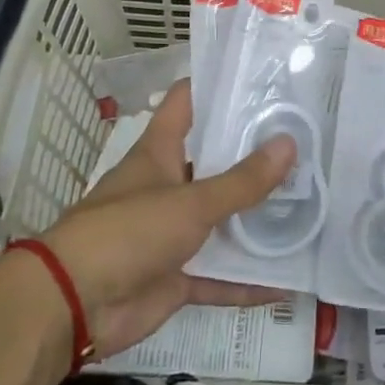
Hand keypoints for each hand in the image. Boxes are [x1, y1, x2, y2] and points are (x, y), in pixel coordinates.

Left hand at [41, 81, 293, 357]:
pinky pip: (219, 276)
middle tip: (306, 144)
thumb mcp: (191, 202)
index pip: (186, 104)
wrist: (75, 304)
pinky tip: (288, 281)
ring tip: (309, 207)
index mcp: (159, 154)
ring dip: (257, 221)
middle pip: (214, 163)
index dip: (217, 88)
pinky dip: (247, 281)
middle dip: (255, 157)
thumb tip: (289, 143)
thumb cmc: (128, 232)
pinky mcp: (176, 276)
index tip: (261, 80)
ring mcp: (171, 234)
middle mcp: (166, 187)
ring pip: (222, 222)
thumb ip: (242, 181)